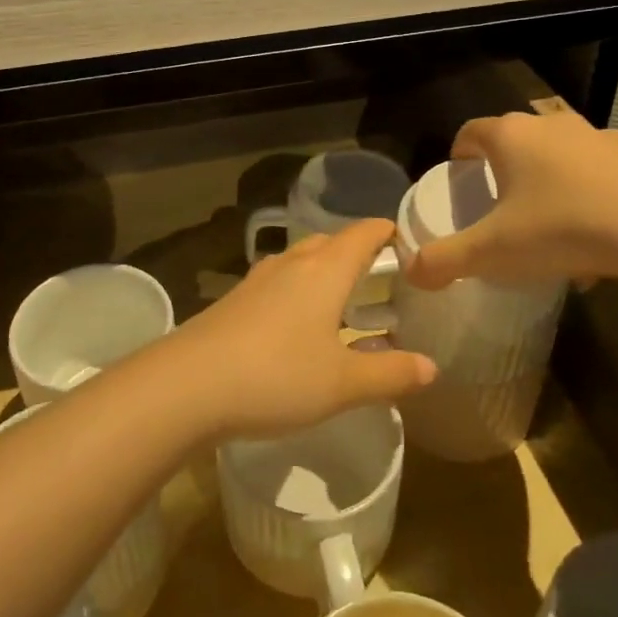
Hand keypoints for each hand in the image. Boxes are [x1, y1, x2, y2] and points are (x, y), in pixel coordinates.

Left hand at [160, 219, 436, 439]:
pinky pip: (276, 285)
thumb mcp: (342, 383)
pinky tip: (297, 328)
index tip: (408, 244)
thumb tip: (430, 367)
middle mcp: (290, 264)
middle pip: (329, 242)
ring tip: (342, 304)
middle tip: (381, 281)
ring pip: (299, 262)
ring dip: (323, 274)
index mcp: (324, 270)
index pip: (363, 233)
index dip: (387, 232)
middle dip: (356, 254)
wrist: (187, 384)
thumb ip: (389, 373)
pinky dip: (297, 294)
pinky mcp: (233, 301)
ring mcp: (256, 281)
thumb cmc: (276, 376)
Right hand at [406, 108, 617, 290]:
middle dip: (505, 172)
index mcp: (511, 136)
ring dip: (551, 187)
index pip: (470, 132)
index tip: (460, 182)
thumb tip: (410, 273)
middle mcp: (553, 126)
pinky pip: (603, 177)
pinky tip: (599, 245)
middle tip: (501, 210)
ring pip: (562, 159)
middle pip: (517, 142)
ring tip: (552, 232)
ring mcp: (601, 139)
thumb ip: (444, 261)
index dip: (459, 155)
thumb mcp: (492, 252)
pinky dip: (592, 201)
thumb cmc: (562, 228)